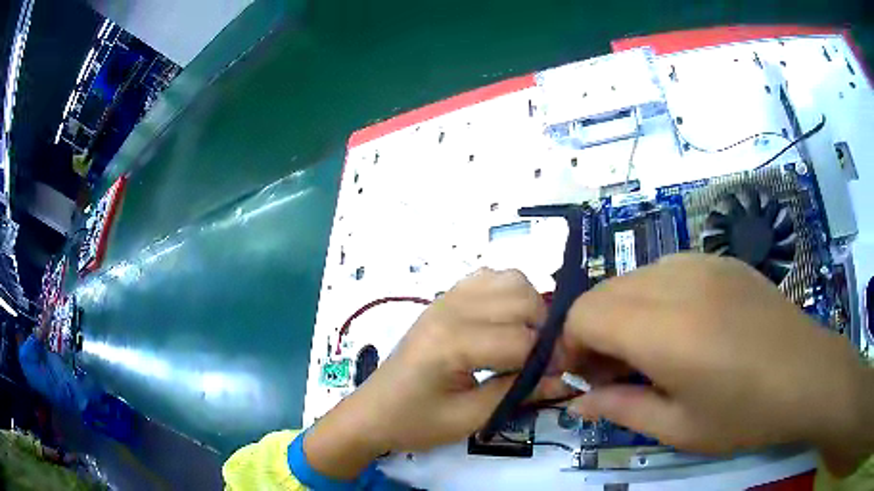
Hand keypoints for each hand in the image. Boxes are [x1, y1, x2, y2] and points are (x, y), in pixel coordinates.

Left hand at [305, 268, 571, 478]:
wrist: (373, 412)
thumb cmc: (416, 423)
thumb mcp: (470, 418)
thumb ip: (520, 393)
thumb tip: (566, 377)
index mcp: (452, 344)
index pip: (522, 340)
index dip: (550, 359)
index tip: (561, 375)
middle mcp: (450, 310)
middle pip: (522, 299)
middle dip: (544, 330)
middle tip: (543, 360)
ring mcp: (445, 298)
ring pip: (510, 280)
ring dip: (529, 306)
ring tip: (526, 340)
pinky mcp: (443, 298)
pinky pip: (488, 278)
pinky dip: (507, 293)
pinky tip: (504, 322)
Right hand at [563, 254, 873, 474]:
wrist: (808, 374)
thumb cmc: (745, 414)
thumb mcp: (678, 428)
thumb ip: (621, 409)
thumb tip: (578, 402)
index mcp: (665, 330)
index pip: (584, 313)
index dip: (572, 345)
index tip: (587, 377)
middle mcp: (678, 281)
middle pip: (605, 291)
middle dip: (595, 331)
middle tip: (617, 373)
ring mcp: (702, 262)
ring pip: (633, 277)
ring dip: (624, 313)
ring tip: (651, 352)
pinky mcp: (720, 259)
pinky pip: (666, 270)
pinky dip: (654, 298)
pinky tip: (683, 329)